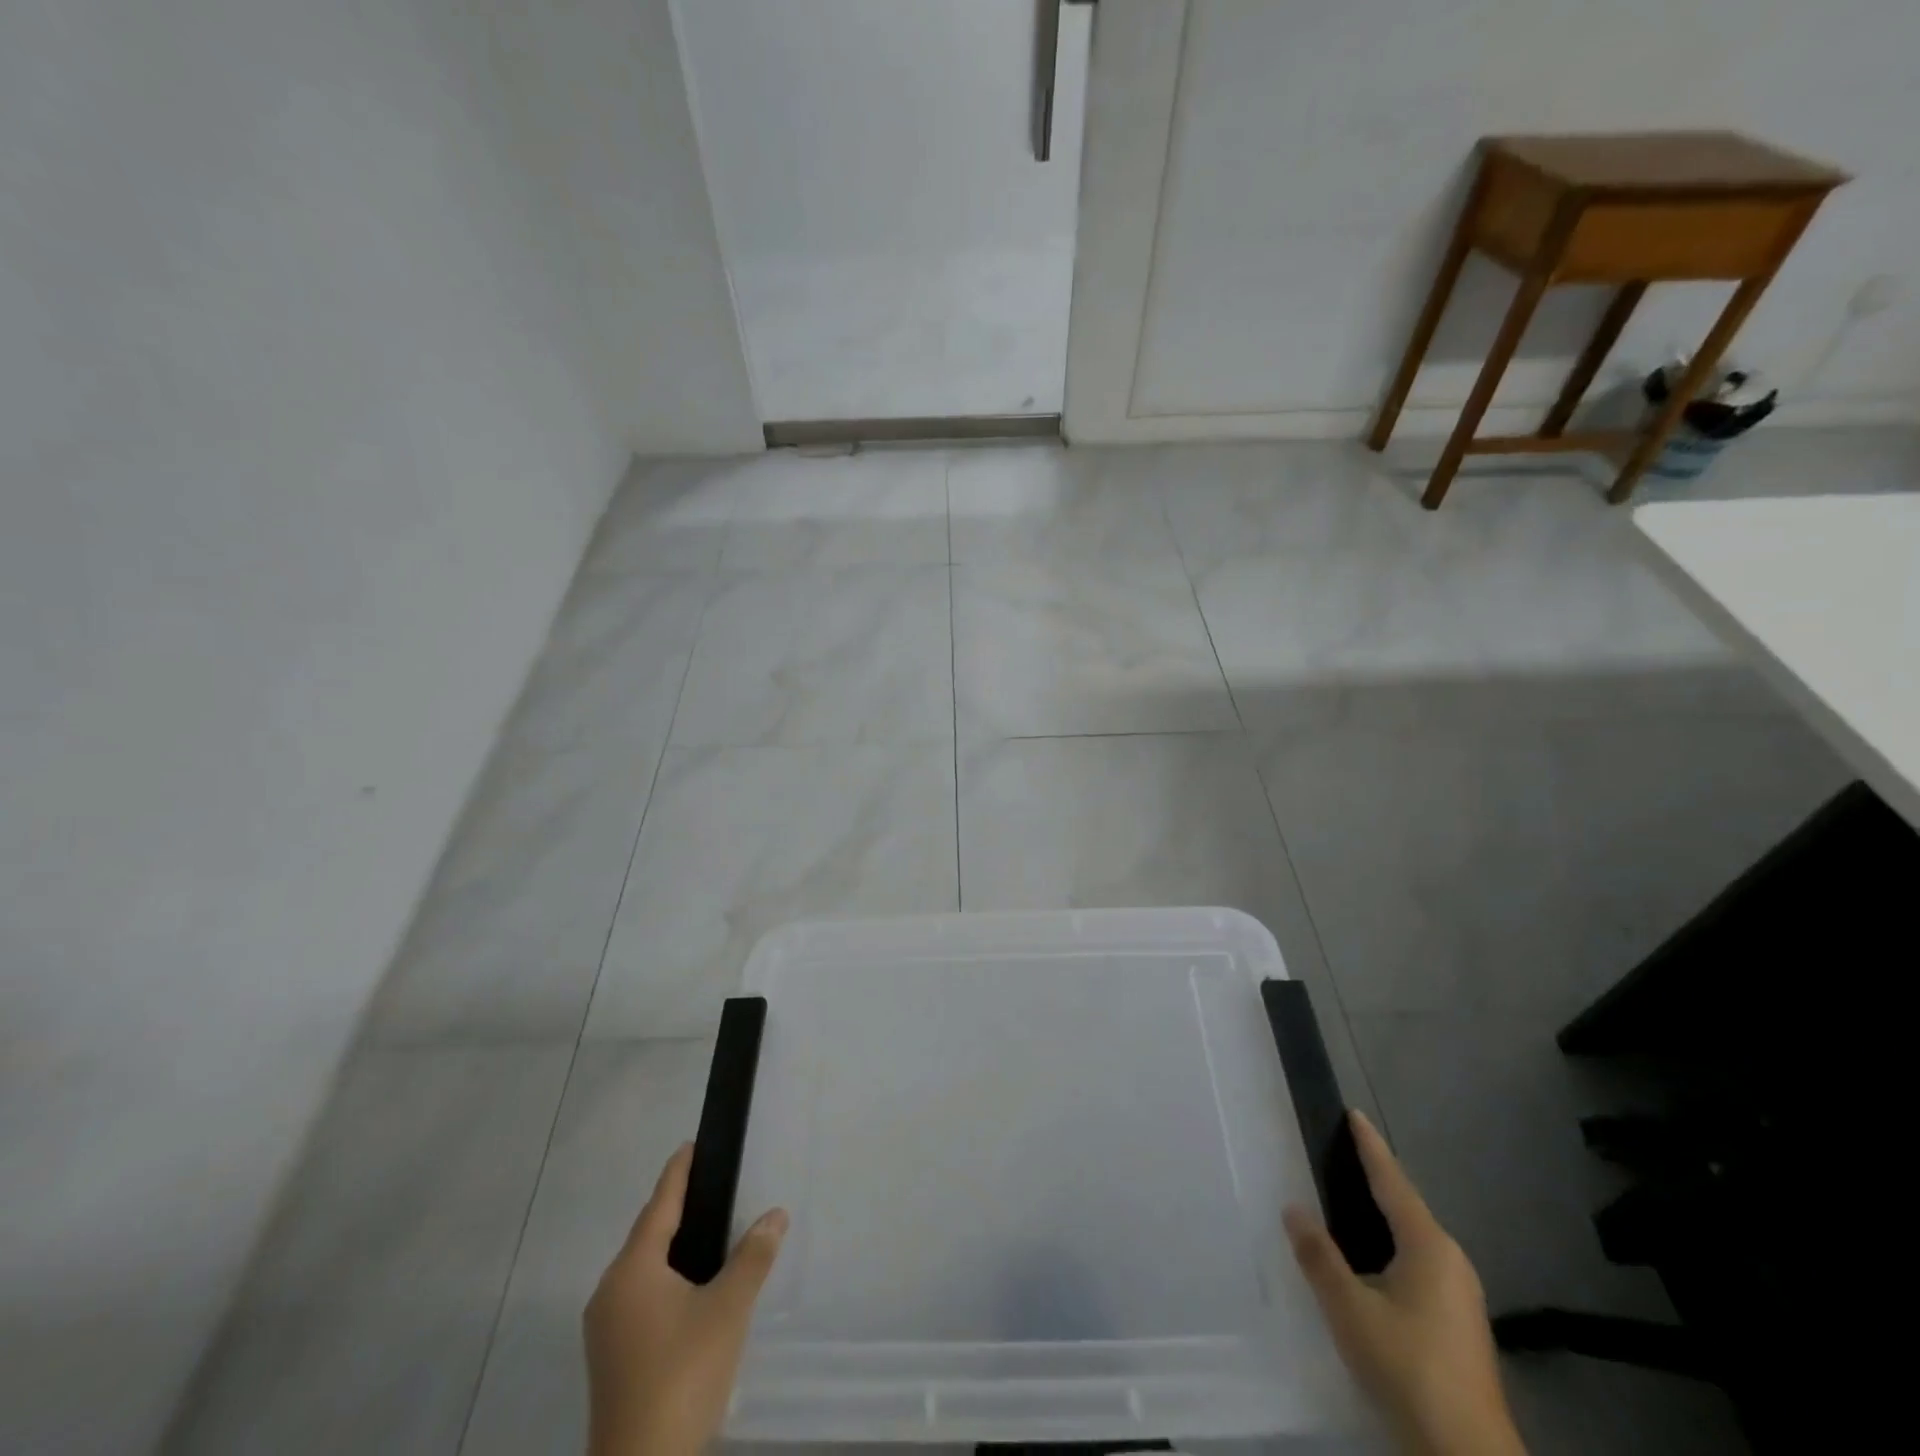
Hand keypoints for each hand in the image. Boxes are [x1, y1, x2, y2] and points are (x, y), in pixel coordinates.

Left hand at [583, 1143, 787, 1455]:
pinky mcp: (610, 1357)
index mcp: (633, 1270)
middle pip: (647, 1234)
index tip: (692, 1144)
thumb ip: (753, 1257)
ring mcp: (605, 1328)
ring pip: (642, 1268)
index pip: (659, 1204)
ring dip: (671, 1246)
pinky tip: (690, 1289)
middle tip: (711, 1185)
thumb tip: (775, 1214)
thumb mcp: (729, 1310)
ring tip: (708, 1231)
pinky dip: (664, 1277)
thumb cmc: (682, 1376)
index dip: (678, 1172)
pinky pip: (639, 1295)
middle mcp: (610, 1291)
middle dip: (677, 1208)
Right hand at [1284, 1112, 1524, 1455]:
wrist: (1467, 1454)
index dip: (1371, 1146)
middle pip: (1406, 1207)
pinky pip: (1420, 1264)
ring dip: (1383, 1217)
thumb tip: (1293, 1208)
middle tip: (1341, 1156)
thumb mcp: (1349, 1309)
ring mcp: (1461, 1295)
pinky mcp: (1460, 1324)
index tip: (1354, 1114)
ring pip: (1413, 1240)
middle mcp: (1451, 1261)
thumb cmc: (1406, 1366)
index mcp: (1428, 1246)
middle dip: (1375, 1180)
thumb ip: (1318, 1256)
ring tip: (1348, 1203)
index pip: (1392, 1181)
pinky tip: (1371, 1262)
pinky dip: (1392, 1247)